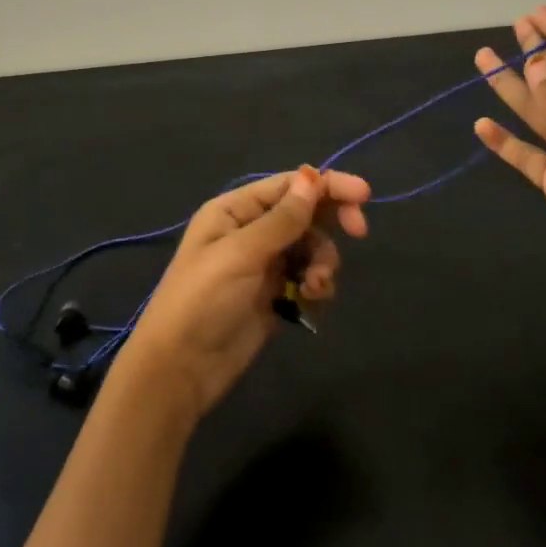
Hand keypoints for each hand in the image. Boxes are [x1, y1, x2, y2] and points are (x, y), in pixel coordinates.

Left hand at [118, 166, 370, 416]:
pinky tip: (311, 298)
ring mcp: (264, 264)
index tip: (364, 196)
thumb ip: (282, 219)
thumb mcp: (242, 254)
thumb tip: (314, 177)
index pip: (290, 185)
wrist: (181, 369)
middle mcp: (251, 231)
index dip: (328, 185)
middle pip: (305, 213)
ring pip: (312, 247)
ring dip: (323, 261)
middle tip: (359, 231)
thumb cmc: (203, 301)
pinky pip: (308, 277)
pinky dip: (316, 284)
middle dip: (332, 221)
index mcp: (235, 210)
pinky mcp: (274, 295)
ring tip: (315, 285)